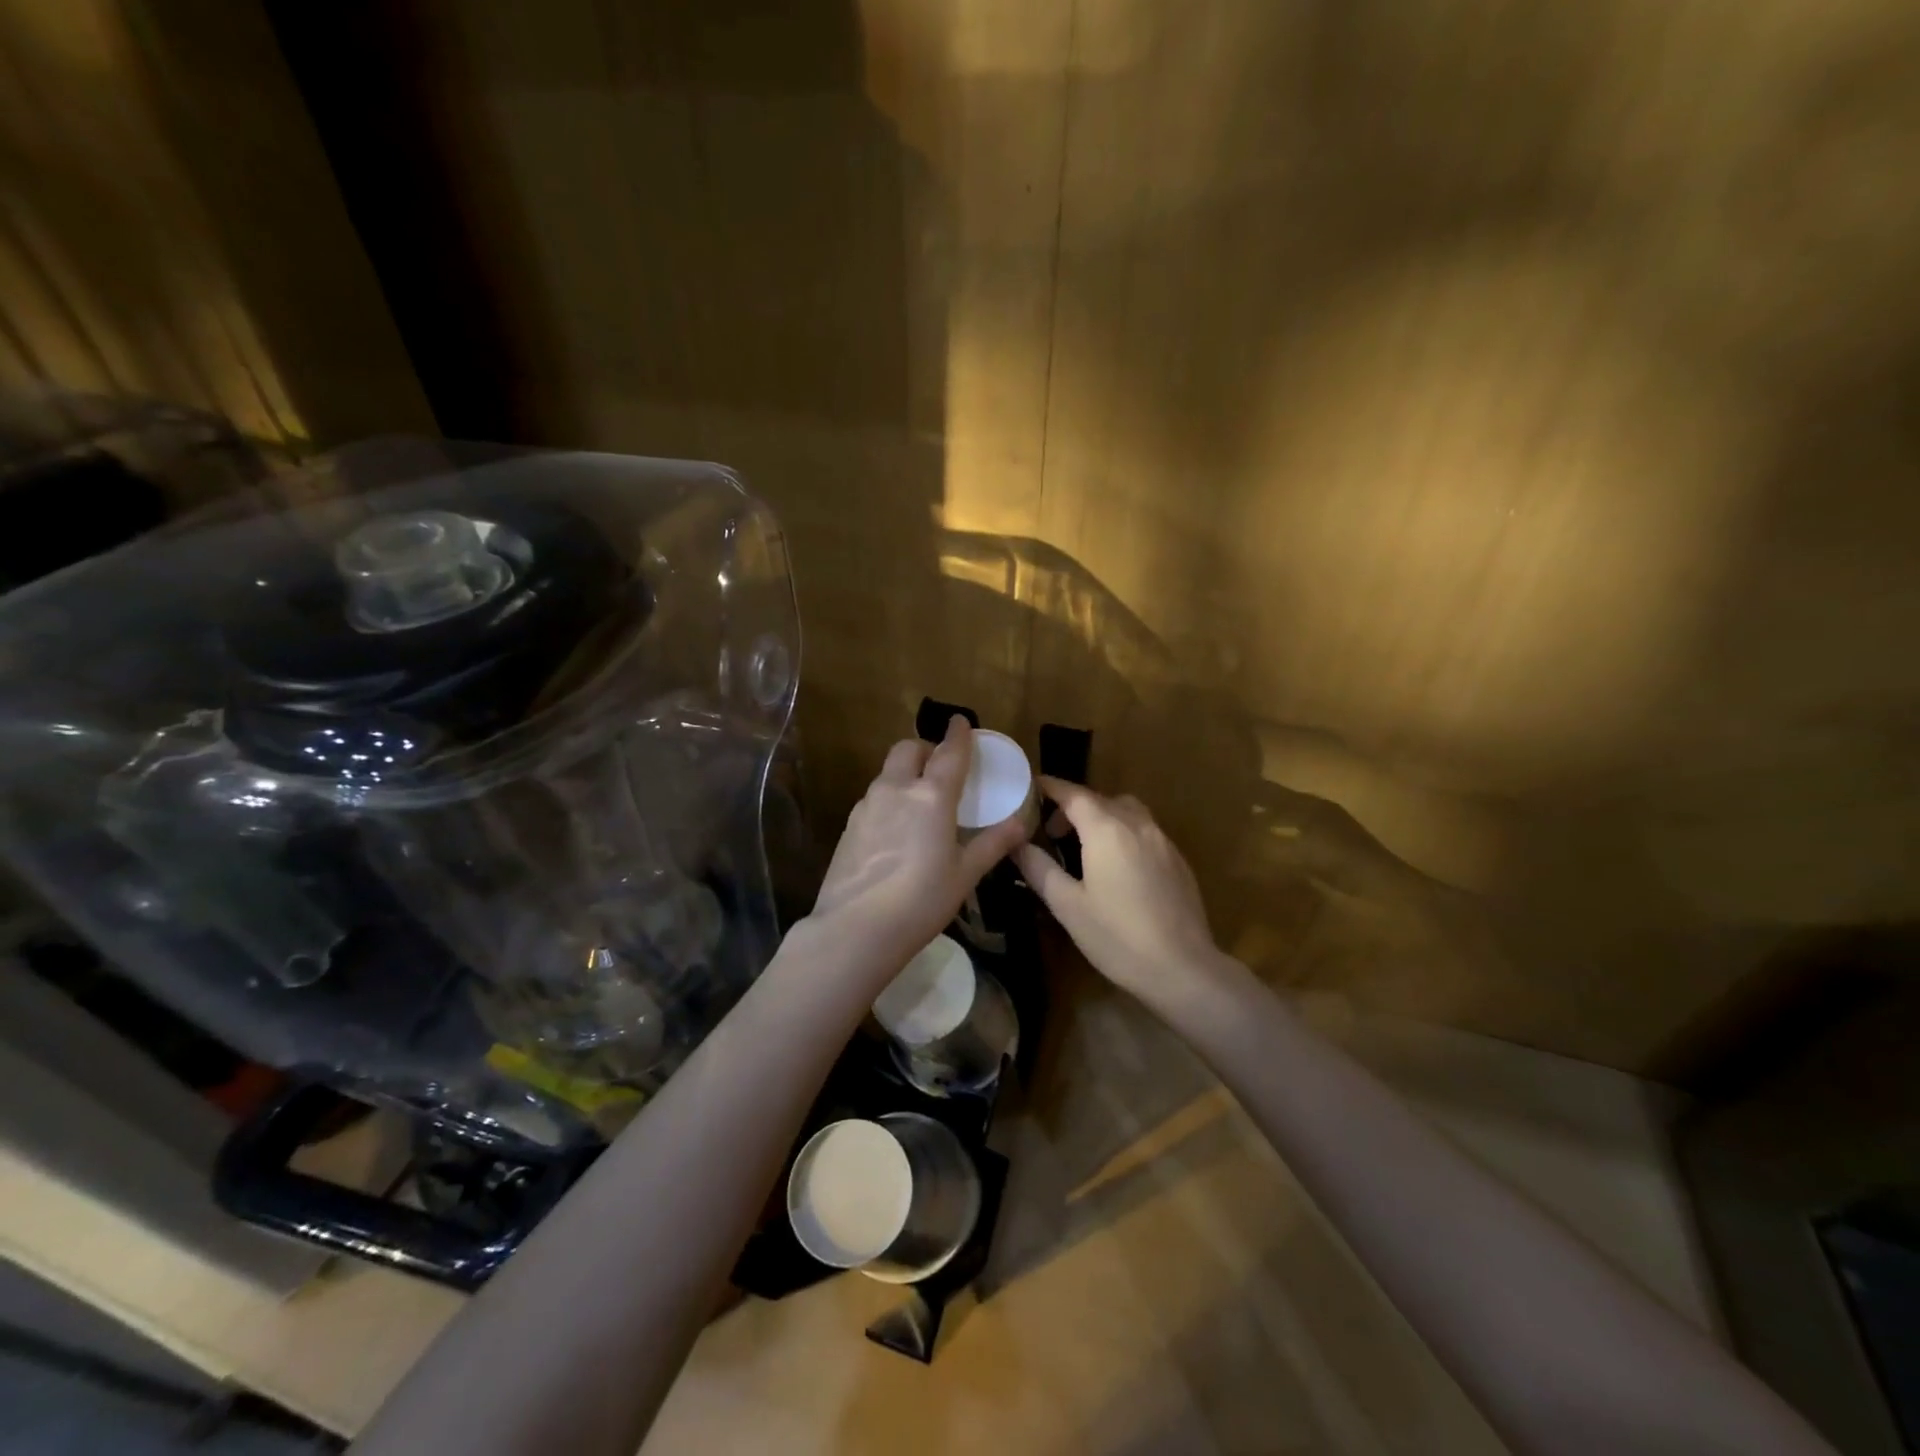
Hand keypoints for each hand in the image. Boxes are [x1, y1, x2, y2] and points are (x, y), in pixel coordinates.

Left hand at [807, 716, 1031, 976]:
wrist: (856, 929)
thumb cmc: (921, 900)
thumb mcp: (965, 874)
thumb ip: (992, 844)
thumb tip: (1021, 824)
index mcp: (931, 796)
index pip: (949, 753)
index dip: (958, 734)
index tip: (961, 721)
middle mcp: (896, 790)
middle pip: (908, 750)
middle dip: (926, 748)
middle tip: (940, 766)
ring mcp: (867, 806)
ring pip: (887, 773)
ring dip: (905, 774)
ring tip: (920, 800)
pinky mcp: (849, 826)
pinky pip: (874, 798)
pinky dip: (889, 798)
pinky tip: (896, 829)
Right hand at [1015, 779, 1225, 1003]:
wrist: (1182, 968)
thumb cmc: (1117, 937)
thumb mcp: (1067, 905)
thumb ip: (1039, 868)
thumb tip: (1016, 844)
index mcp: (1106, 829)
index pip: (1073, 794)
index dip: (1051, 787)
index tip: (1032, 785)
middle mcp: (1137, 824)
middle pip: (1101, 799)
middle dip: (1074, 806)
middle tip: (1052, 831)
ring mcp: (1162, 841)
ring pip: (1127, 811)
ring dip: (1103, 817)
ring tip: (1085, 847)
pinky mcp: (1178, 860)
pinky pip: (1145, 831)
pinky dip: (1124, 833)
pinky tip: (1117, 867)